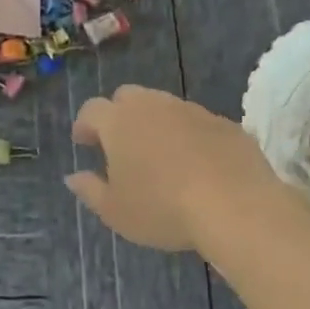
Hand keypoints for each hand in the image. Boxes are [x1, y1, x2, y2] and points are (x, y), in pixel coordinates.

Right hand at [66, 85, 286, 252]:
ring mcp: (192, 111)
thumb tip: (72, 177)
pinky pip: (197, 123)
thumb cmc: (162, 208)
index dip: (84, 125)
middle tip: (119, 145)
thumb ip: (89, 190)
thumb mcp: (115, 211)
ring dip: (155, 124)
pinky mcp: (225, 123)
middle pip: (127, 97)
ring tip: (159, 156)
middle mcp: (153, 106)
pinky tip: (195, 164)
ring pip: (164, 107)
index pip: (92, 110)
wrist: (236, 206)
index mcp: (119, 122)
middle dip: (119, 115)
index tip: (83, 143)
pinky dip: (188, 136)